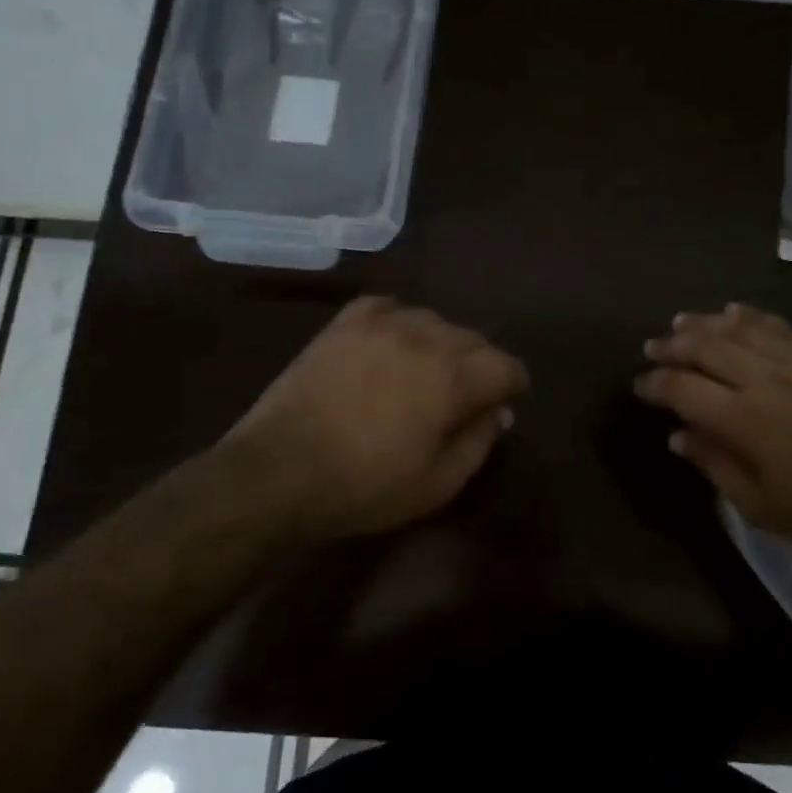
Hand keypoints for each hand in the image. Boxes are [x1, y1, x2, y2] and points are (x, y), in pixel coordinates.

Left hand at [217, 296, 528, 538]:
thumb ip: (479, 442)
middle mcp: (425, 339)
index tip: (504, 402)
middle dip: (480, 365)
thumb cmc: (365, 486)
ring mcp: (382, 326)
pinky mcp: (344, 325)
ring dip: (441, 344)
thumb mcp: (437, 484)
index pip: (505, 366)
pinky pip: (386, 307)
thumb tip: (499, 413)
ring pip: (433, 320)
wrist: (279, 470)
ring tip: (426, 370)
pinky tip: (391, 341)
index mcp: (454, 378)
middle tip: (465, 395)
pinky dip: (398, 321)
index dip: (512, 385)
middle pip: (473, 339)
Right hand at [636, 304, 791, 551]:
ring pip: (737, 329)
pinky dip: (750, 315)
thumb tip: (678, 436)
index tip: (640, 386)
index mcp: (742, 419)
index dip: (655, 383)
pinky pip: (777, 325)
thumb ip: (714, 465)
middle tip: (652, 346)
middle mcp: (761, 380)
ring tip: (681, 322)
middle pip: (705, 348)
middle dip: (672, 346)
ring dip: (704, 323)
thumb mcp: (760, 505)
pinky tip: (734, 311)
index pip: (683, 388)